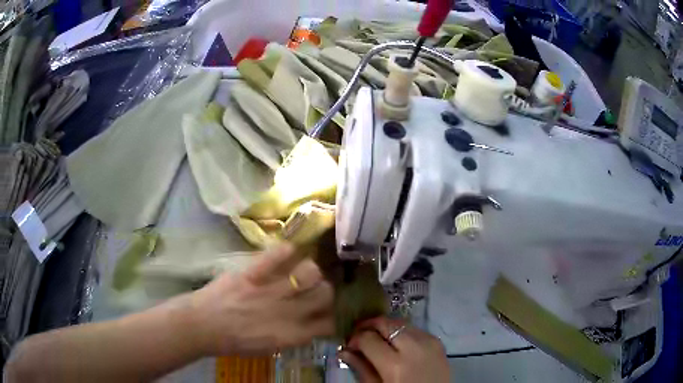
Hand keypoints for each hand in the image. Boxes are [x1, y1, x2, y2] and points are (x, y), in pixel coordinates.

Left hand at [189, 243, 334, 355]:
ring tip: (301, 271)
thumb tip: (306, 325)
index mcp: (290, 334)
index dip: (330, 316)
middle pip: (324, 294)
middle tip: (313, 289)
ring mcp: (270, 291)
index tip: (324, 312)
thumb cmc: (231, 341)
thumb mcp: (266, 348)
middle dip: (324, 291)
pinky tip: (287, 252)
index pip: (327, 323)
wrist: (201, 326)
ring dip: (310, 271)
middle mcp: (287, 312)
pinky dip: (286, 250)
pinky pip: (278, 255)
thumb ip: (290, 336)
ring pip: (310, 272)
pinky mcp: (252, 273)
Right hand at [340, 317, 448, 382]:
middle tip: (359, 334)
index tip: (349, 345)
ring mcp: (429, 341)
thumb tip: (343, 351)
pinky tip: (396, 343)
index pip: (368, 338)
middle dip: (368, 325)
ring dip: (385, 327)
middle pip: (385, 323)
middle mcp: (413, 347)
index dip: (354, 339)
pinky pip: (415, 329)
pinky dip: (402, 332)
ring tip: (377, 338)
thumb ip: (361, 368)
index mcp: (395, 365)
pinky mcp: (438, 341)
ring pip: (400, 322)